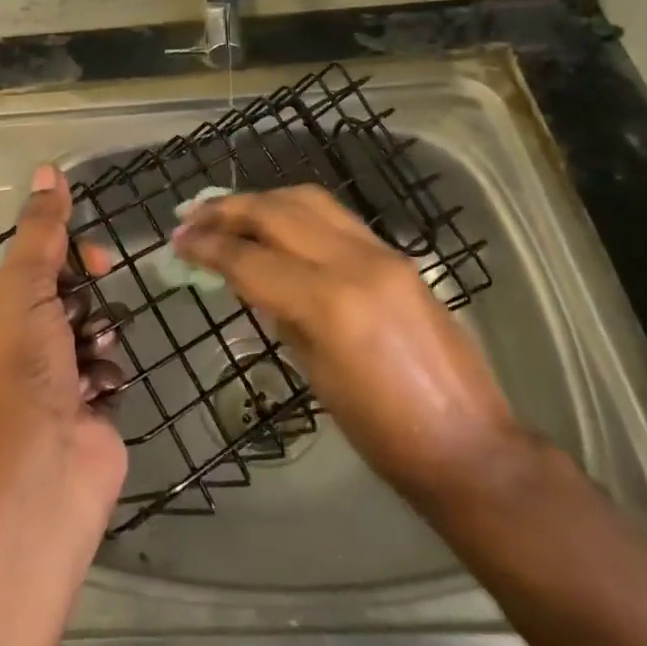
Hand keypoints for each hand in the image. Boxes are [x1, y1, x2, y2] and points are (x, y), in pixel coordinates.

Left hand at [0, 164, 127, 512]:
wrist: (41, 471)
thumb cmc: (23, 368)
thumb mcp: (25, 286)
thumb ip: (42, 229)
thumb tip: (47, 168)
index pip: (37, 259)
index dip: (67, 253)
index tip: (92, 261)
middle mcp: (19, 339)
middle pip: (68, 292)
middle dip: (85, 297)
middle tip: (90, 311)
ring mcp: (54, 375)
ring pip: (93, 328)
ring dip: (99, 335)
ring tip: (92, 357)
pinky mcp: (86, 405)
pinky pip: (108, 367)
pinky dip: (108, 373)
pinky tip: (99, 391)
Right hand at [173, 185, 522, 500]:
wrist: (468, 444)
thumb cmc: (382, 433)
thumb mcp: (316, 375)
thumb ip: (280, 314)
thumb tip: (249, 280)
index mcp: (330, 304)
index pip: (251, 259)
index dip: (208, 248)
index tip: (177, 243)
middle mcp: (356, 263)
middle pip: (277, 213)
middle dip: (227, 210)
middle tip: (191, 217)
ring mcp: (382, 253)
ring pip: (309, 201)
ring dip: (262, 201)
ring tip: (227, 211)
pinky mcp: (397, 256)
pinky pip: (336, 218)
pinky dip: (296, 213)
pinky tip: (276, 225)